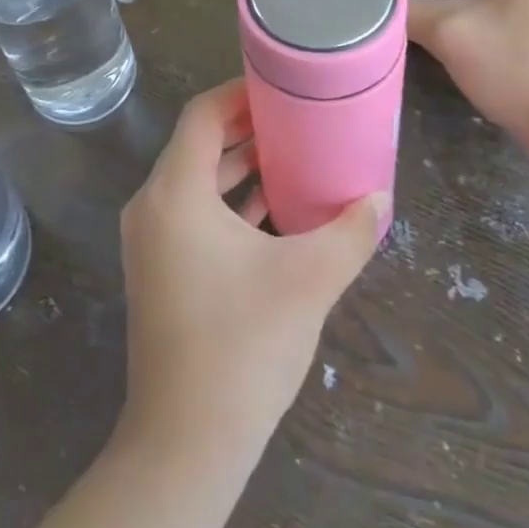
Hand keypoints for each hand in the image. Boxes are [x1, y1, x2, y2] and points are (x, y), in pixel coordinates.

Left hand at [118, 81, 385, 457]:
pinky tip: (271, 210)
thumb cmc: (243, 345)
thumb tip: (379, 198)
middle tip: (297, 120)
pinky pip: (192, 215)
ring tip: (293, 157)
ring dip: (239, 168)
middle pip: (198, 145)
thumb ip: (349, 231)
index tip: (282, 87)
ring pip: (195, 183)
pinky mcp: (158, 269)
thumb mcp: (307, 279)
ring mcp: (150, 240)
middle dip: (246, 130)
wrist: (186, 440)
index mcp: (174, 192)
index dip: (240, 94)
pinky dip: (227, 204)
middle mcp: (151, 205)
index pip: (202, 115)